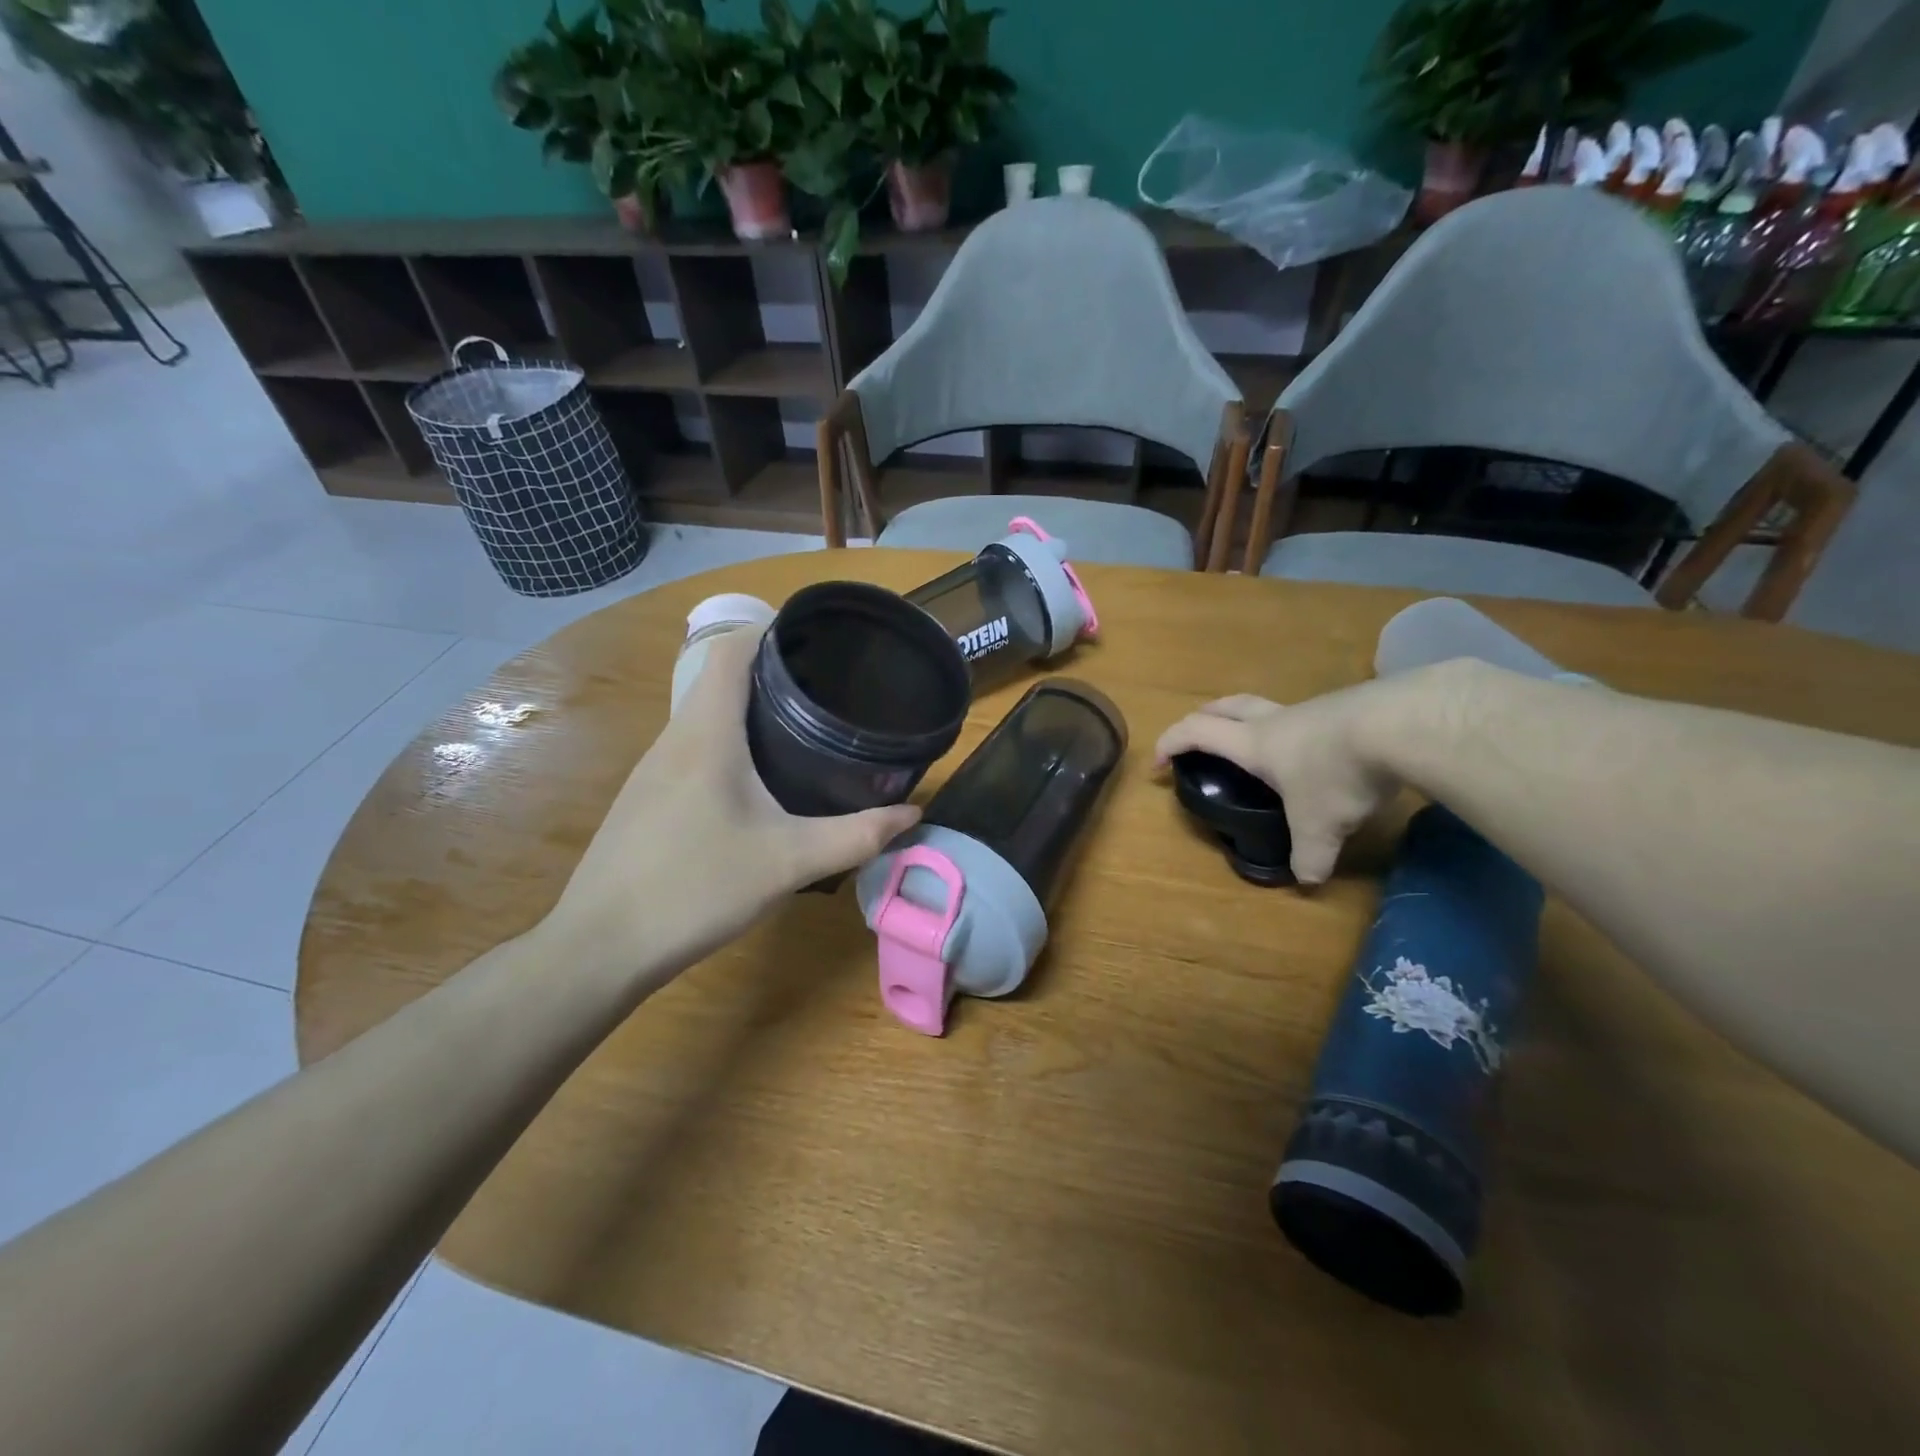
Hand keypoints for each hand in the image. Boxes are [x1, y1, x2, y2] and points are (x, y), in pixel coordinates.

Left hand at [545, 627, 919, 981]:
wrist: (601, 946)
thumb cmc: (696, 888)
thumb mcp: (789, 861)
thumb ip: (856, 836)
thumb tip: (912, 815)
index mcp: (706, 733)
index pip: (730, 648)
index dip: (771, 632)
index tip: (819, 643)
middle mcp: (675, 738)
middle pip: (720, 677)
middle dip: (774, 672)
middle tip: (829, 689)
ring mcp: (653, 768)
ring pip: (706, 715)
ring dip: (750, 709)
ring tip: (804, 726)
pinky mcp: (647, 797)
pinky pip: (695, 747)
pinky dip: (731, 742)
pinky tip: (759, 780)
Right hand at [1154, 680, 1412, 885]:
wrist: (1404, 725)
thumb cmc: (1338, 773)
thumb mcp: (1321, 826)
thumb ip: (1310, 855)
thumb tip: (1307, 880)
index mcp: (1255, 744)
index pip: (1197, 732)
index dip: (1171, 742)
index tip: (1158, 762)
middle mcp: (1277, 720)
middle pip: (1227, 705)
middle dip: (1204, 717)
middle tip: (1197, 736)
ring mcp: (1314, 709)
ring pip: (1271, 709)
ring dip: (1256, 724)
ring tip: (1266, 754)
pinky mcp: (1351, 707)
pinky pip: (1312, 717)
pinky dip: (1302, 733)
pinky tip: (1323, 755)